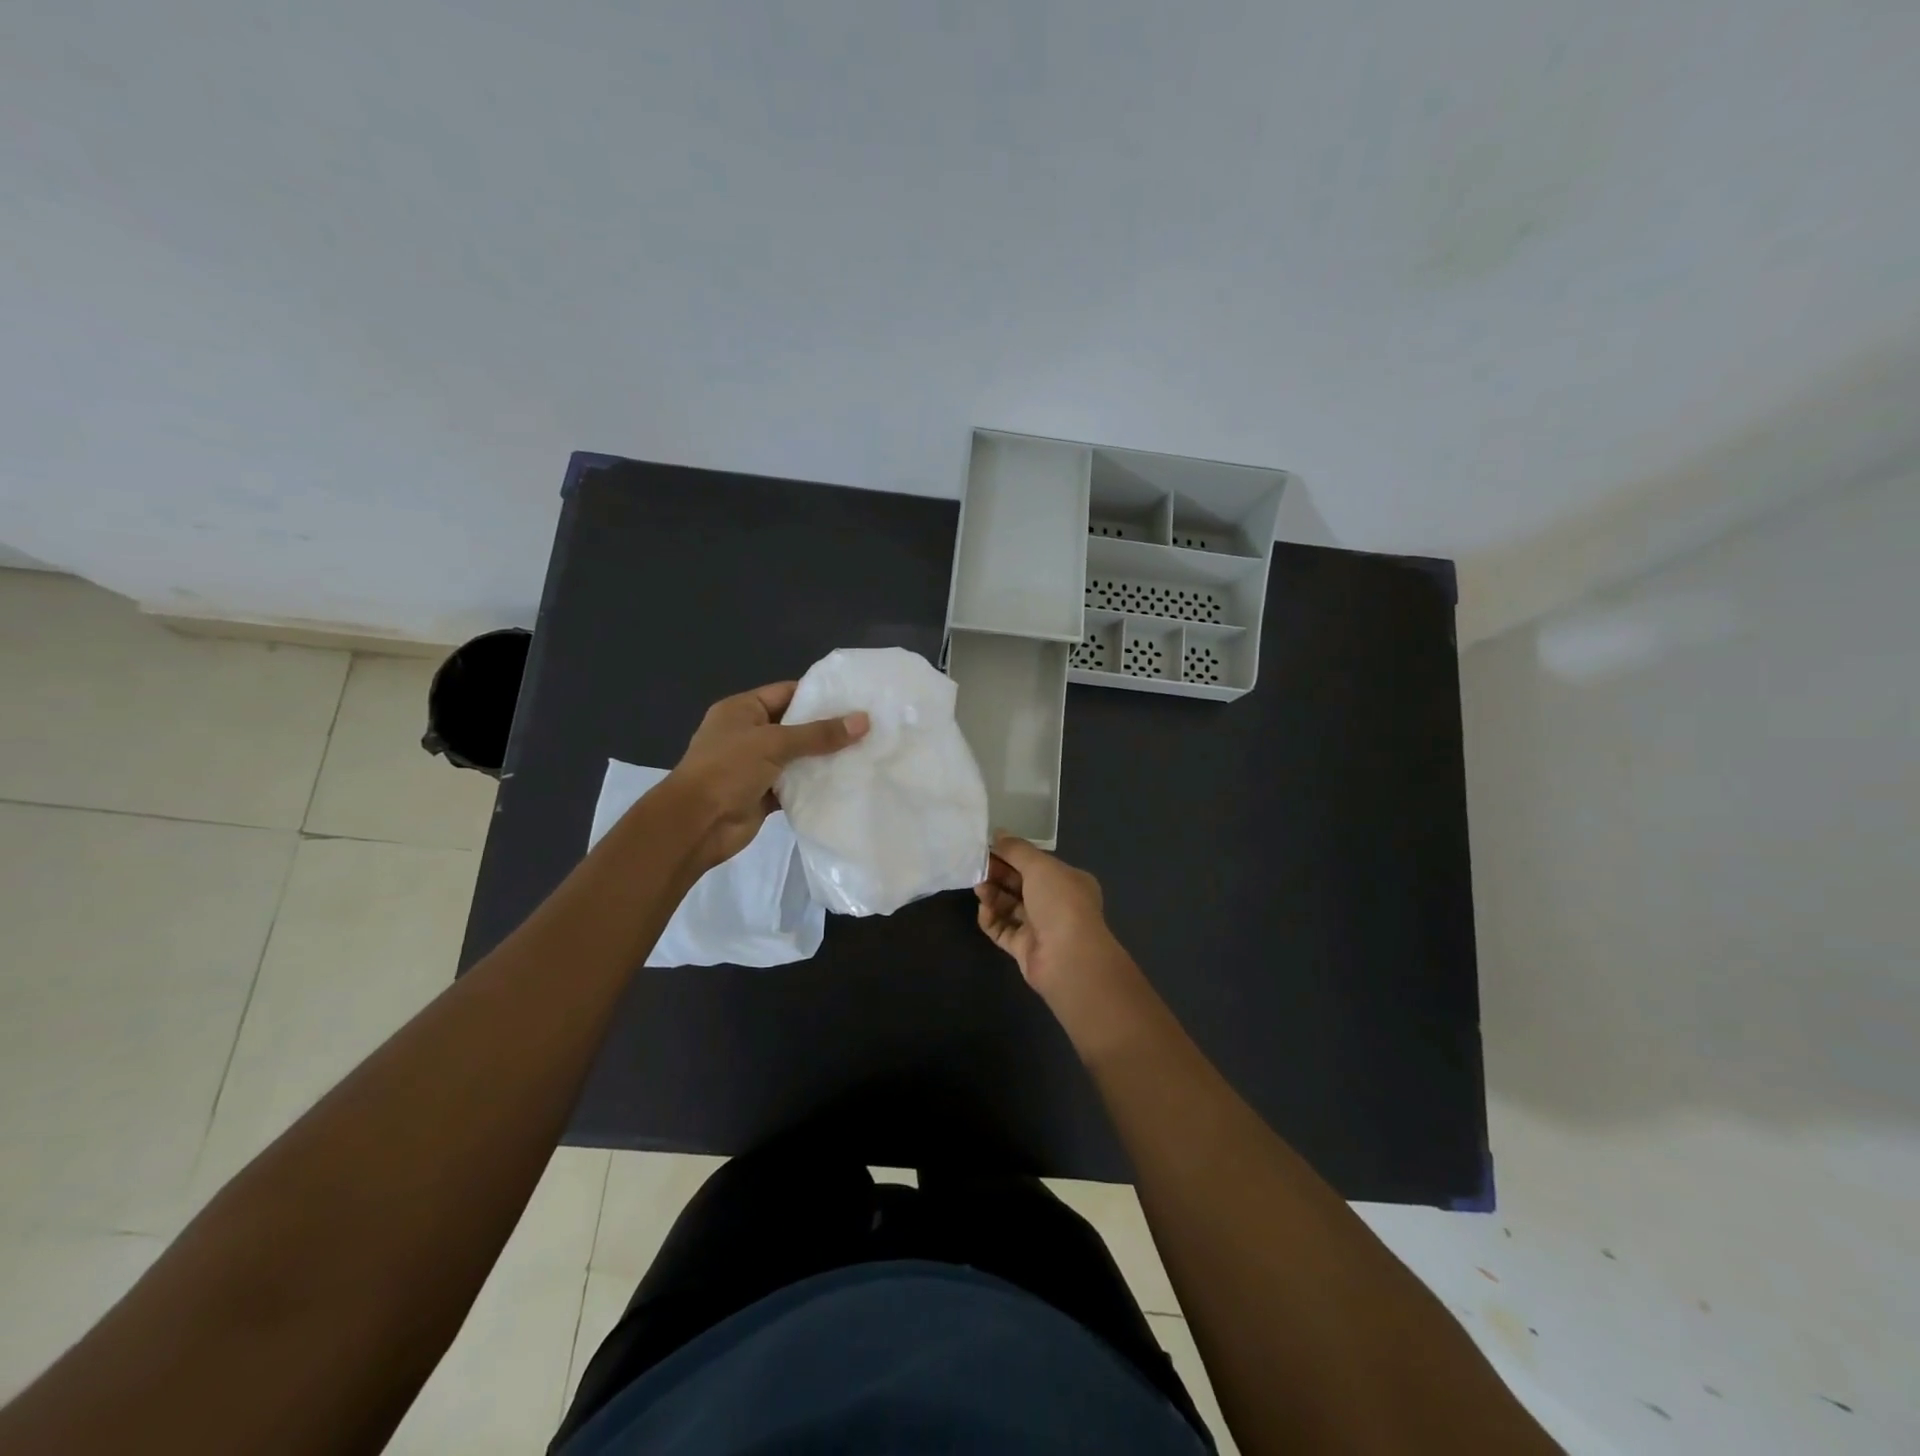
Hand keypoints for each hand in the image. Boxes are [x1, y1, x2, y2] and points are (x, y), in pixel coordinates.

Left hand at [663, 682, 867, 872]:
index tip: (854, 698)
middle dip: (827, 728)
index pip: (786, 692)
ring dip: (823, 758)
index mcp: (742, 710)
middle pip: (794, 726)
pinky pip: (794, 785)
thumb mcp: (774, 743)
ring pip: (796, 757)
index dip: (818, 694)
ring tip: (865, 752)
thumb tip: (863, 720)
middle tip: (868, 726)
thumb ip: (819, 734)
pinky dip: (814, 785)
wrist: (696, 824)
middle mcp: (748, 734)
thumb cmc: (727, 770)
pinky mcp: (763, 794)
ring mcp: (755, 766)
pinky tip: (845, 782)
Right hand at [974, 835, 1126, 1004]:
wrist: (1068, 958)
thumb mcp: (1040, 866)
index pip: (1036, 864)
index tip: (988, 848)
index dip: (1012, 855)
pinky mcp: (1024, 949)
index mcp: (1067, 881)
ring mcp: (1040, 928)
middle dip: (999, 874)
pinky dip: (991, 919)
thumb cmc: (1060, 902)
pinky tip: (984, 911)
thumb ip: (1016, 849)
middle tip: (977, 868)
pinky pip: (1003, 930)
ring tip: (979, 888)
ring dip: (993, 895)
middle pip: (1021, 884)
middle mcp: (1056, 903)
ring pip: (1010, 906)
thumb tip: (997, 833)